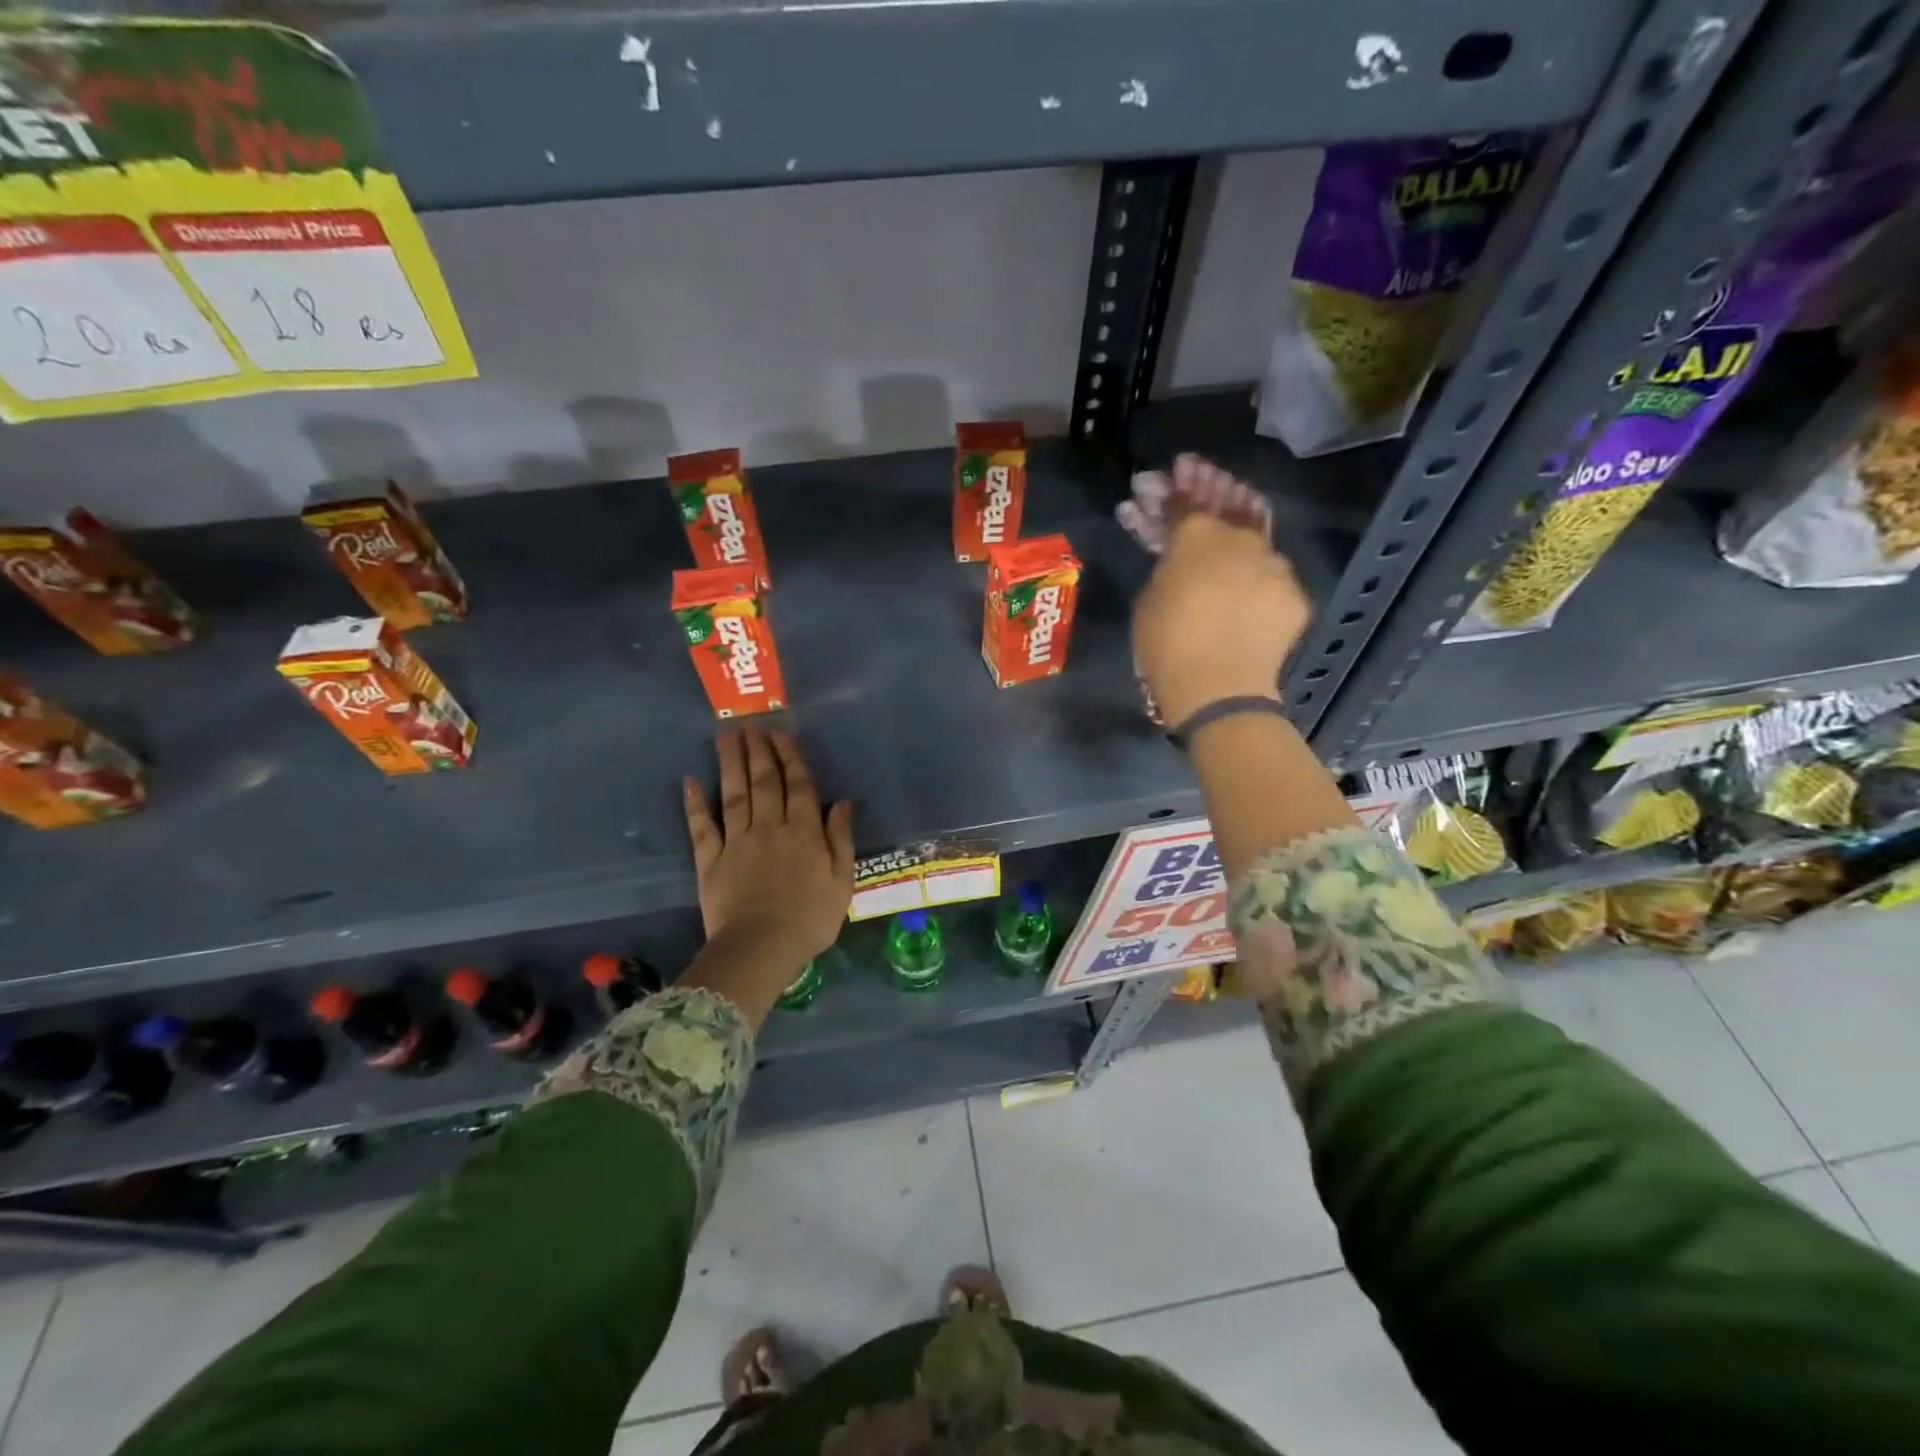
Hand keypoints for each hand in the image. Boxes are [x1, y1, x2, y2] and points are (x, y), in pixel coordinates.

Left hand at [684, 728, 854, 973]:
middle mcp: (769, 827)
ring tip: (725, 737)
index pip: (798, 785)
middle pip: (764, 782)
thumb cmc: (811, 919)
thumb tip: (841, 803)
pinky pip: (702, 827)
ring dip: (730, 764)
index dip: (790, 757)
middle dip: (758, 751)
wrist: (762, 948)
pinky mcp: (711, 861)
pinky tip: (690, 782)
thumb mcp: (842, 881)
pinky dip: (695, 804)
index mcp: (803, 832)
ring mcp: (737, 842)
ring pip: (734, 795)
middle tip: (750, 724)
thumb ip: (840, 839)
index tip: (780, 733)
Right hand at [1131, 455, 1310, 728]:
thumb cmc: (1166, 643)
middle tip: (1194, 476)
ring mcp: (1274, 564)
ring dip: (1235, 524)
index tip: (1166, 478)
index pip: (1184, 502)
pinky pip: (1270, 574)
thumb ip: (1167, 564)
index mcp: (1197, 535)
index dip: (1171, 490)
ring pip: (1253, 536)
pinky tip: (1243, 575)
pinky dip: (1254, 570)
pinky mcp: (1294, 594)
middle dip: (1206, 486)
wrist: (1218, 689)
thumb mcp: (1149, 597)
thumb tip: (1178, 556)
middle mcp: (1241, 538)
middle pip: (1225, 506)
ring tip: (1223, 516)